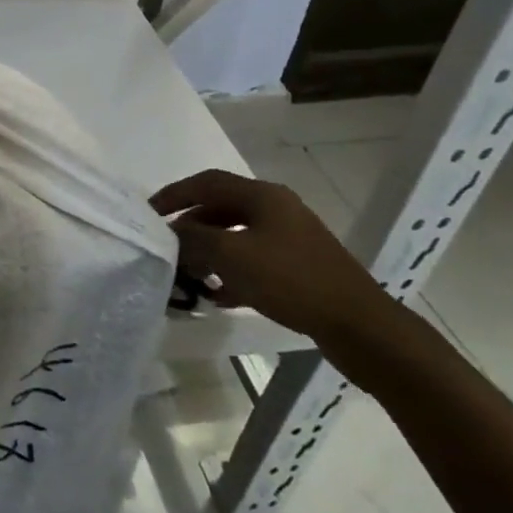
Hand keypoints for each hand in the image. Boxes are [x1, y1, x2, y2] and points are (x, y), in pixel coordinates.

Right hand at [150, 169, 398, 348]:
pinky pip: (254, 261)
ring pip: (237, 237)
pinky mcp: (300, 269)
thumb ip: (194, 240)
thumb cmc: (292, 281)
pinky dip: (232, 272)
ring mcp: (292, 239)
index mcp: (263, 196)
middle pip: (221, 209)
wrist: (362, 329)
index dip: (175, 194)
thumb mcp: (233, 256)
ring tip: (189, 273)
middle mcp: (277, 210)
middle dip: (191, 226)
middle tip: (167, 245)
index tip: (149, 213)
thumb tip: (170, 233)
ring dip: (210, 252)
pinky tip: (218, 295)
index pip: (206, 183)